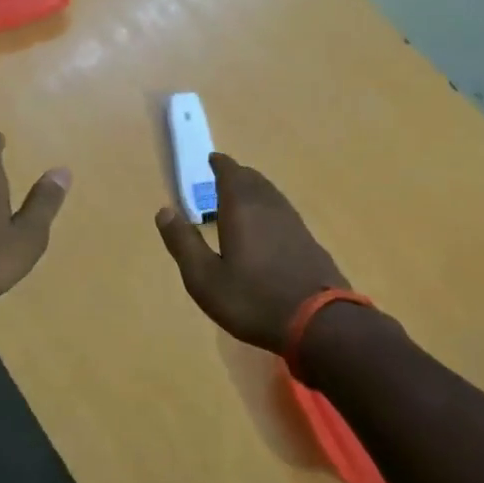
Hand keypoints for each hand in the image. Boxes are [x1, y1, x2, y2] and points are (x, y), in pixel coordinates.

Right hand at [155, 152, 346, 353]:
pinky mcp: (309, 242)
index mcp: (242, 209)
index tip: (212, 159)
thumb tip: (164, 211)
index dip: (220, 165)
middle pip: (253, 180)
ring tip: (243, 196)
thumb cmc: (253, 300)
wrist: (320, 323)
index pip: (230, 174)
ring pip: (271, 194)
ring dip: (255, 189)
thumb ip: (183, 243)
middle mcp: (269, 207)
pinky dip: (269, 208)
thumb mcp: (205, 278)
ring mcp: (294, 224)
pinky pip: (284, 212)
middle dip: (237, 175)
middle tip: (224, 176)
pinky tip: (268, 226)